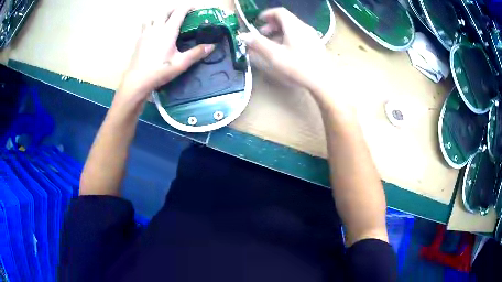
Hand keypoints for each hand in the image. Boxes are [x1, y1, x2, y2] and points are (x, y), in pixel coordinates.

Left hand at [114, 5, 214, 107]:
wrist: (137, 81)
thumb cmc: (159, 71)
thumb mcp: (181, 64)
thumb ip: (196, 53)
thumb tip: (212, 46)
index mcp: (168, 31)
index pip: (179, 12)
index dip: (187, 7)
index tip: (193, 7)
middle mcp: (156, 28)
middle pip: (165, 11)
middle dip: (174, 9)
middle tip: (181, 12)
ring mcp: (146, 33)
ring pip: (153, 16)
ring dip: (161, 15)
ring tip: (165, 20)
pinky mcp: (139, 40)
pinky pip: (145, 25)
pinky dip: (151, 23)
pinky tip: (153, 30)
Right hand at [240, 8, 332, 94]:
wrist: (324, 80)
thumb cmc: (298, 66)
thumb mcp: (275, 55)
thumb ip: (258, 44)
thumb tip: (244, 36)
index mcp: (294, 26)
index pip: (279, 12)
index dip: (267, 14)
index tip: (258, 20)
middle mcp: (304, 28)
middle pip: (286, 19)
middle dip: (271, 25)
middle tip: (262, 34)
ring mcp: (312, 36)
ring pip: (293, 28)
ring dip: (279, 32)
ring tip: (272, 44)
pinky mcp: (316, 45)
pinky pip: (299, 36)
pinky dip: (288, 38)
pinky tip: (286, 51)